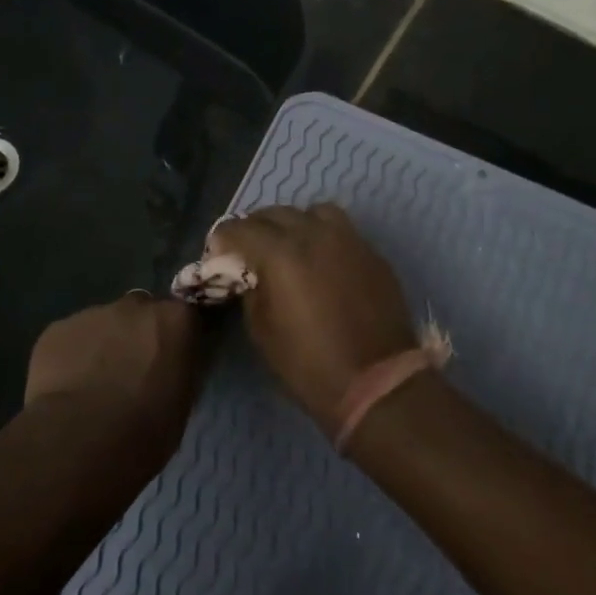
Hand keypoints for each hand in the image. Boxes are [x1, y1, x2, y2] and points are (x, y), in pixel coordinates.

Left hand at [24, 295, 211, 456]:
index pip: (183, 317)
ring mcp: (93, 313)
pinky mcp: (57, 329)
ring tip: (94, 385)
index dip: (174, 339)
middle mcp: (136, 306)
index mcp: (175, 320)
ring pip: (103, 324)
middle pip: (141, 312)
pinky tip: (68, 388)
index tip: (169, 362)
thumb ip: (177, 369)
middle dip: (137, 334)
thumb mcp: (182, 401)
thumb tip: (170, 366)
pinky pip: (71, 338)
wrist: (81, 440)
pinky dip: (73, 356)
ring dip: (104, 345)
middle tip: (131, 372)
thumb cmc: (146, 430)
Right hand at [207, 204, 416, 425]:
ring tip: (288, 246)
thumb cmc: (309, 364)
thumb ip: (251, 290)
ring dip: (293, 223)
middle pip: (274, 213)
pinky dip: (322, 235)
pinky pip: (340, 229)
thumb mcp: (261, 331)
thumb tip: (250, 274)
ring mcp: (347, 239)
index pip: (239, 228)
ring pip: (312, 212)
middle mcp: (313, 234)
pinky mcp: (370, 252)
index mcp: (280, 253)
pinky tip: (320, 260)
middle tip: (248, 250)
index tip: (217, 254)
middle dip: (254, 227)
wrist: (377, 382)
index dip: (223, 239)